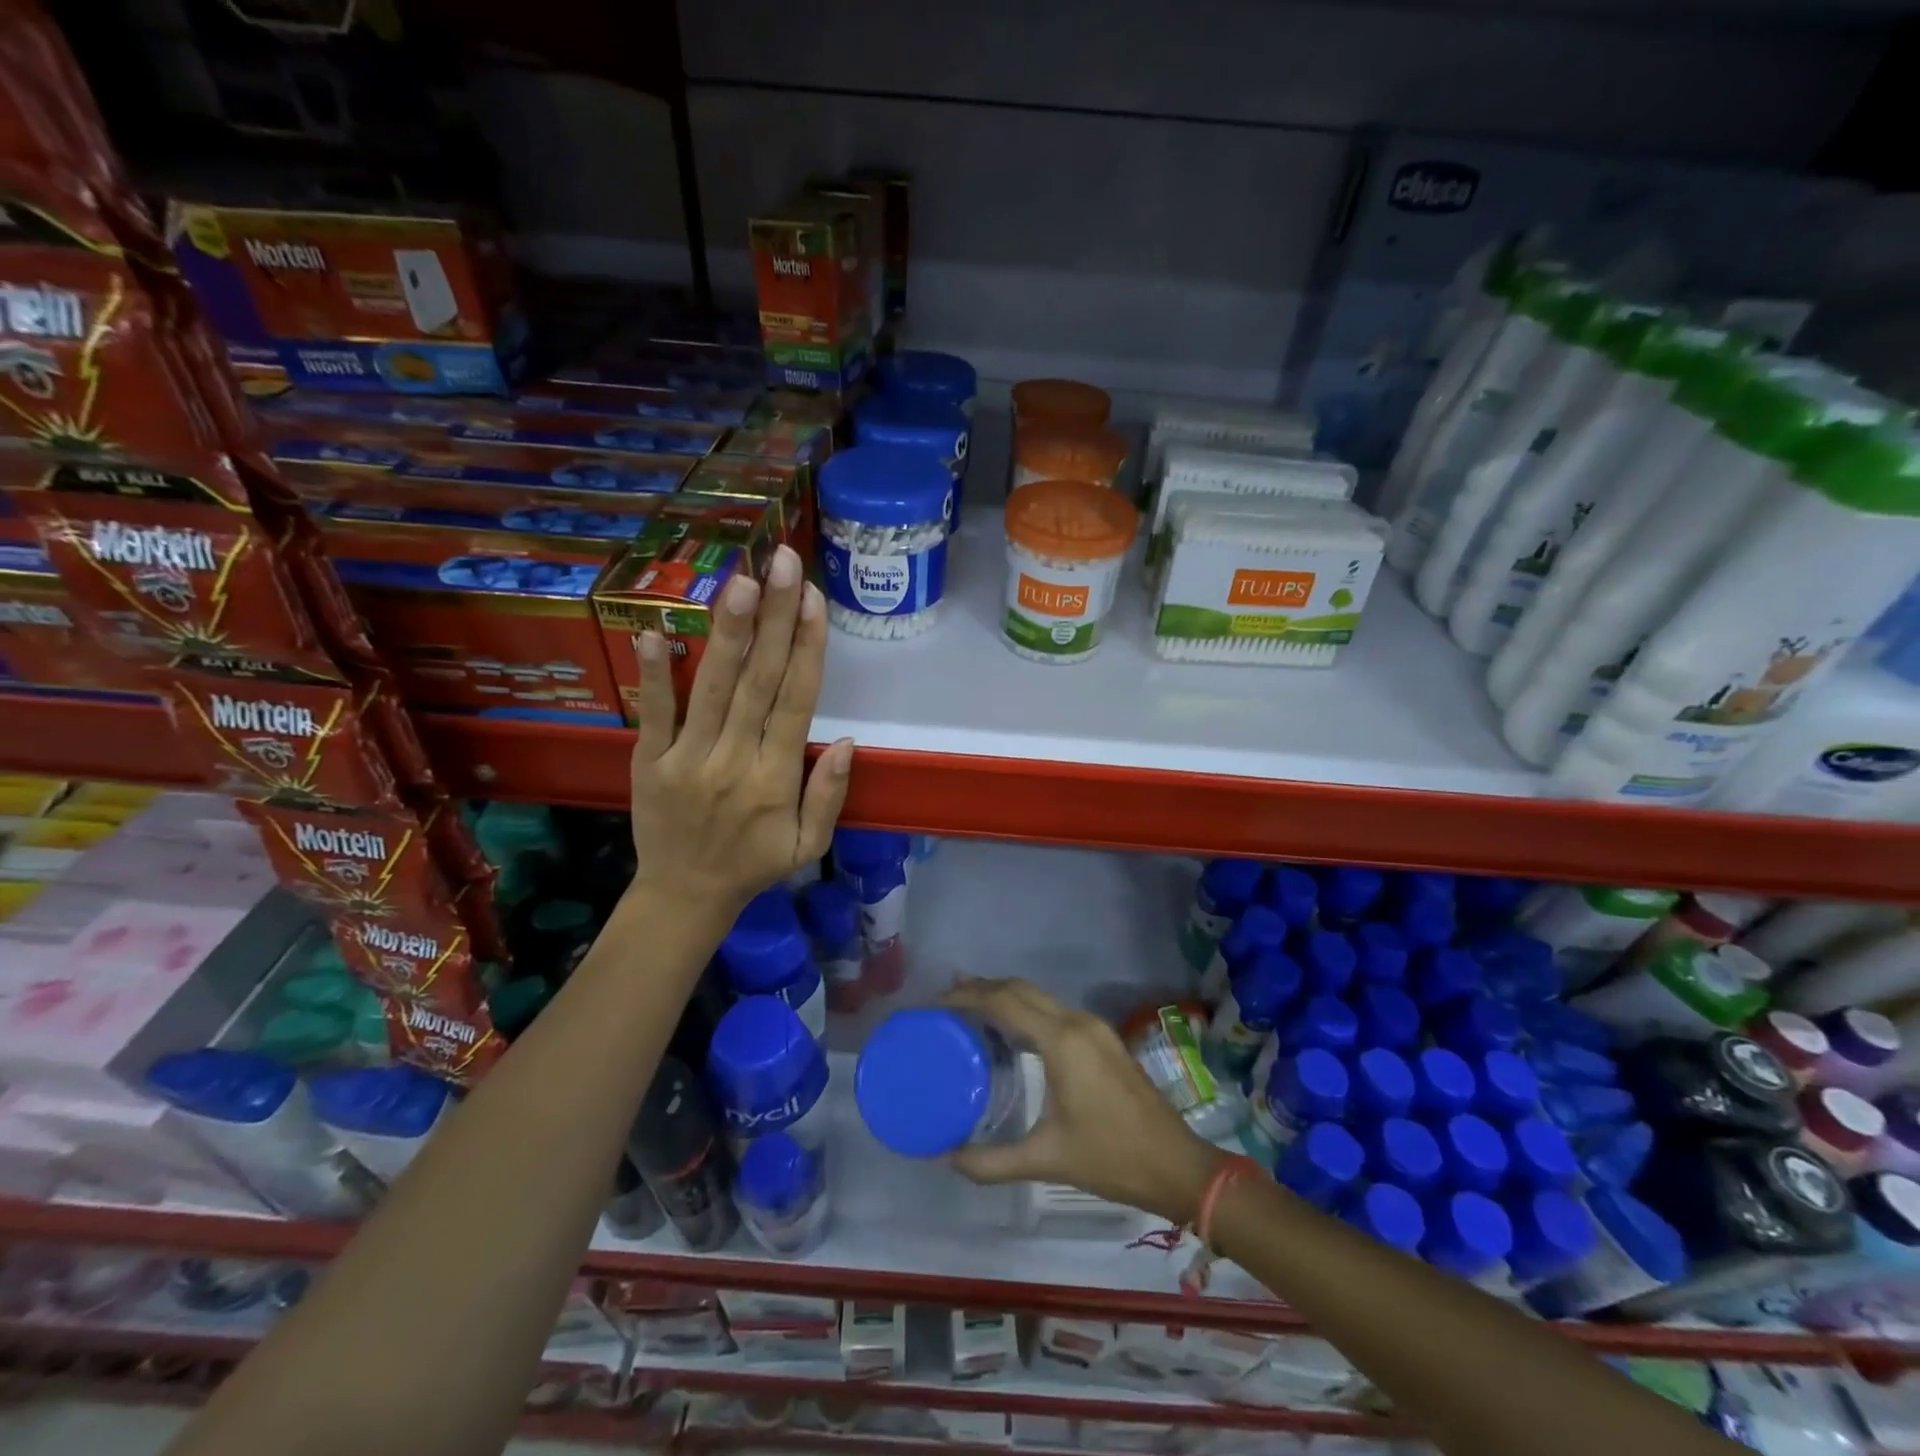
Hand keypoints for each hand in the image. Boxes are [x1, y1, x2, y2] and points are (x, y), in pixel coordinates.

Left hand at [628, 543, 852, 915]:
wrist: (684, 896)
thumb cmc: (755, 865)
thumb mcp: (810, 845)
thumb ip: (830, 794)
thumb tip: (849, 741)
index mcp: (777, 779)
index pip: (797, 702)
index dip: (807, 648)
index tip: (814, 600)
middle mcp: (735, 760)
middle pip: (759, 680)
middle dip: (775, 618)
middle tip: (784, 563)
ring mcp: (688, 758)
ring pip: (713, 687)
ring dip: (729, 632)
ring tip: (743, 581)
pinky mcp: (649, 761)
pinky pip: (653, 713)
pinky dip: (654, 674)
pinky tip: (655, 631)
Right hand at [940, 979, 1224, 1223]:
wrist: (1177, 1165)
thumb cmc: (1111, 1159)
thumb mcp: (1046, 1160)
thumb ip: (992, 1161)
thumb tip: (947, 1157)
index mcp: (1062, 1041)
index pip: (1005, 1001)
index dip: (968, 996)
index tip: (937, 1002)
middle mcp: (1077, 1022)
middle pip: (1021, 989)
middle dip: (983, 988)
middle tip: (947, 1002)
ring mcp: (1094, 1027)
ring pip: (1039, 996)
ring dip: (1005, 996)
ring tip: (970, 1011)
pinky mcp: (1103, 1038)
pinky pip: (1054, 1009)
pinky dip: (1026, 1009)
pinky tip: (1011, 1031)